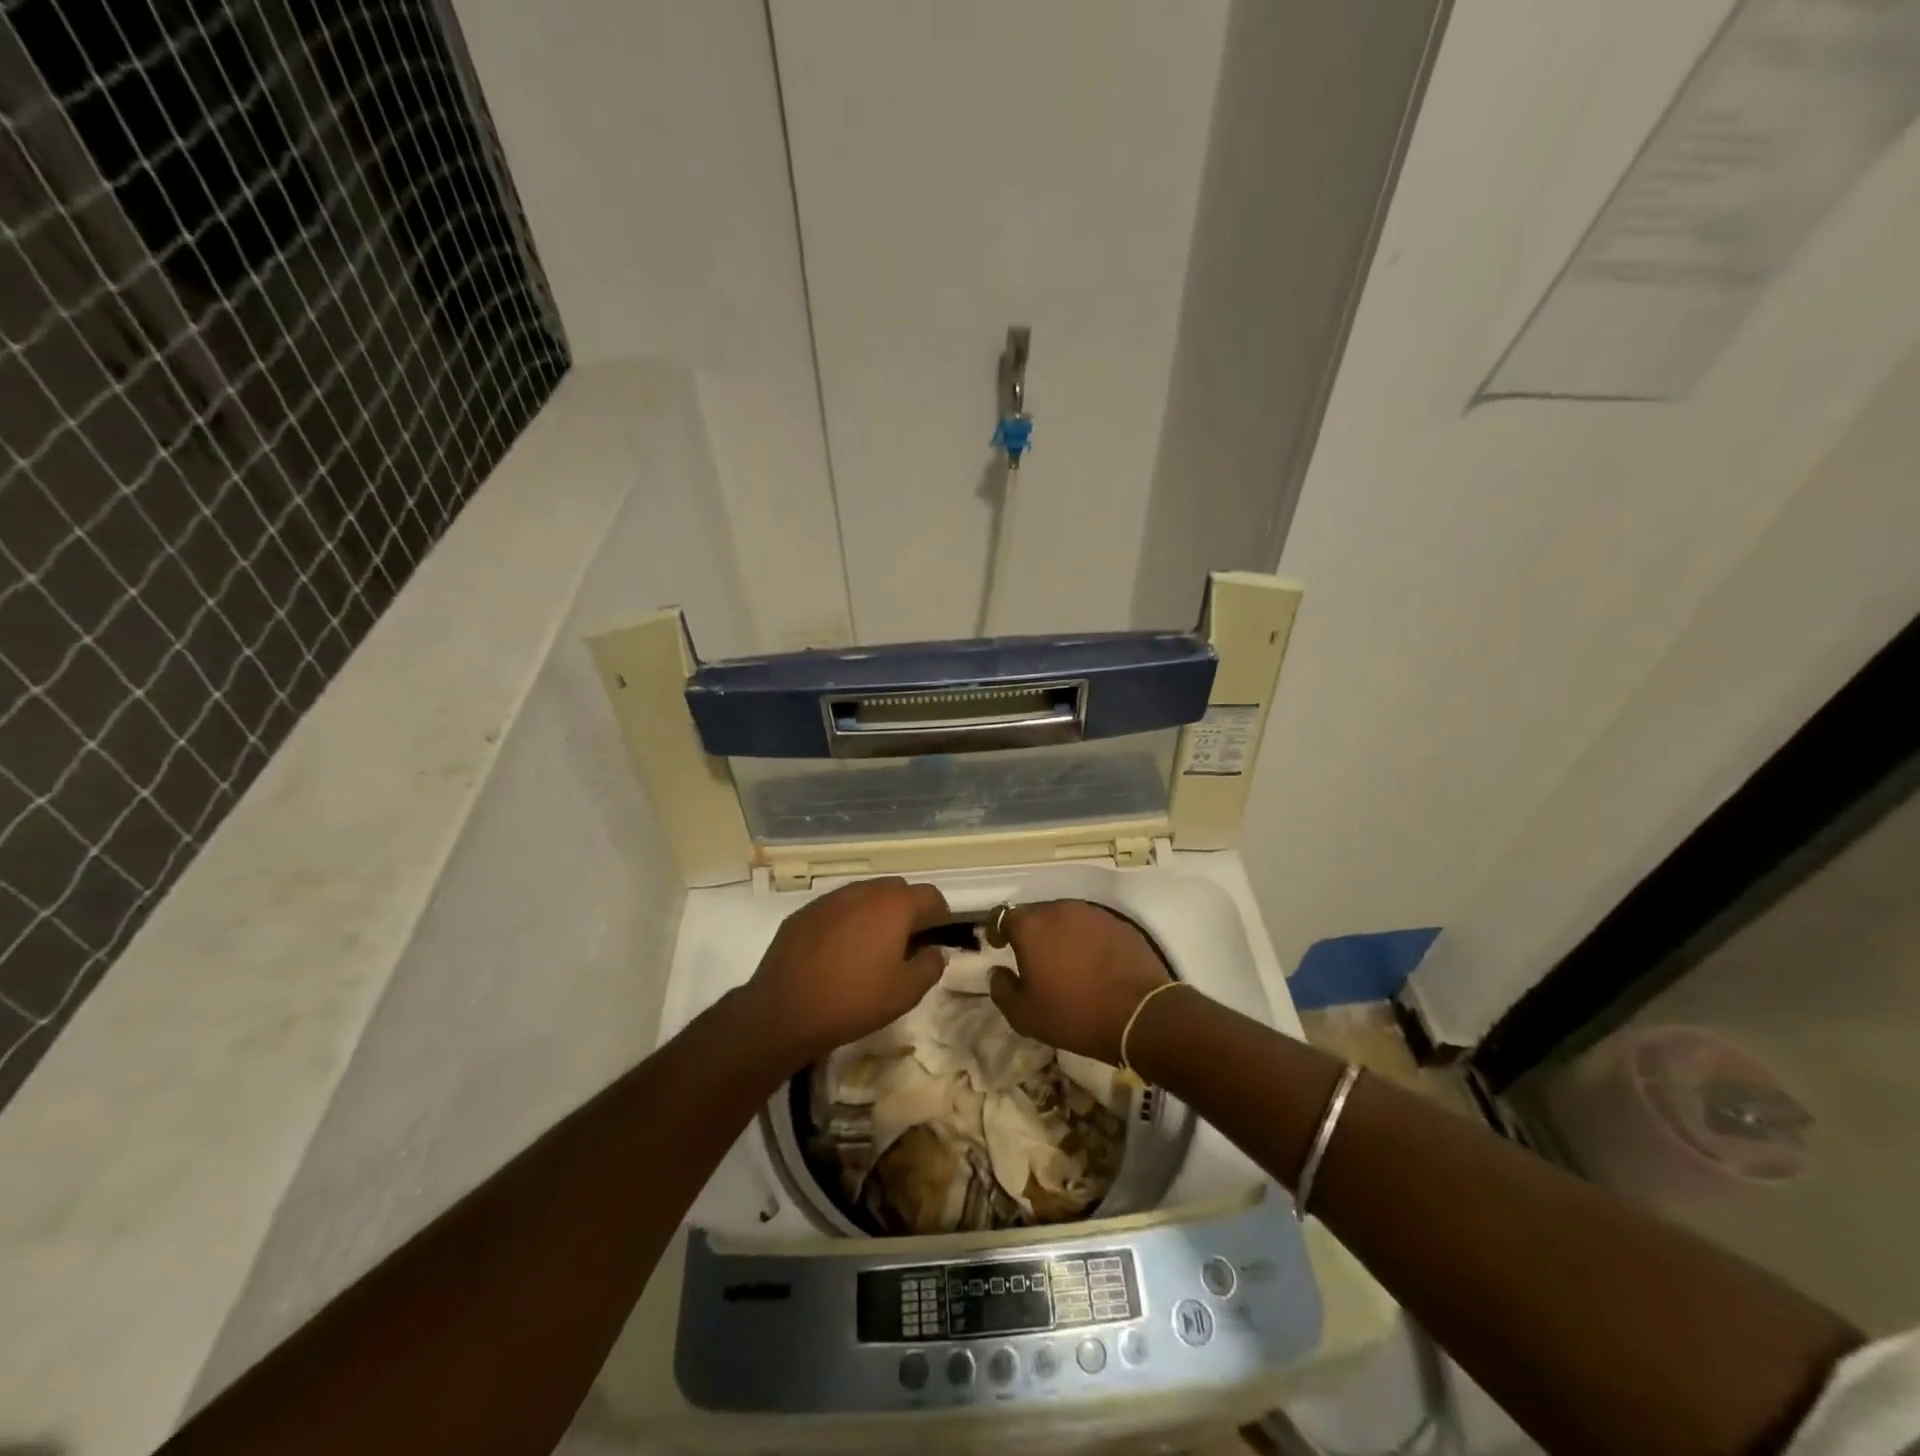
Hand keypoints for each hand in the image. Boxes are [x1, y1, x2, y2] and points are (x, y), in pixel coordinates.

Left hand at [743, 877, 950, 1066]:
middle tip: (907, 939)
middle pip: (896, 889)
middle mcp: (862, 892)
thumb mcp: (905, 993)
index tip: (938, 933)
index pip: (929, 895)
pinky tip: (839, 950)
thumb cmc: (853, 1000)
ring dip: (875, 912)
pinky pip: (835, 908)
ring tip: (872, 944)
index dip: (939, 912)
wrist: (784, 1011)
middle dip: (907, 908)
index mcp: (892, 906)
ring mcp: (829, 900)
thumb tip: (936, 951)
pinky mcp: (803, 913)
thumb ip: (930, 966)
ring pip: (863, 895)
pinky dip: (846, 920)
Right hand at [989, 900, 1171, 1064]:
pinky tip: (1091, 961)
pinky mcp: (1118, 923)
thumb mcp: (1025, 1015)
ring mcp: (1092, 913)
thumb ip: (1001, 989)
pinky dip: (1085, 938)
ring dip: (1059, 933)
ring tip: (1064, 959)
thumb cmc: (1074, 1014)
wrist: (1139, 1015)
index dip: (997, 930)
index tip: (999, 946)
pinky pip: (1091, 926)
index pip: (1003, 916)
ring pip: (1065, 918)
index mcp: (1031, 926)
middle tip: (1033, 958)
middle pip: (1036, 914)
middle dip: (1030, 932)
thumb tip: (998, 972)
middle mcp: (1059, 909)